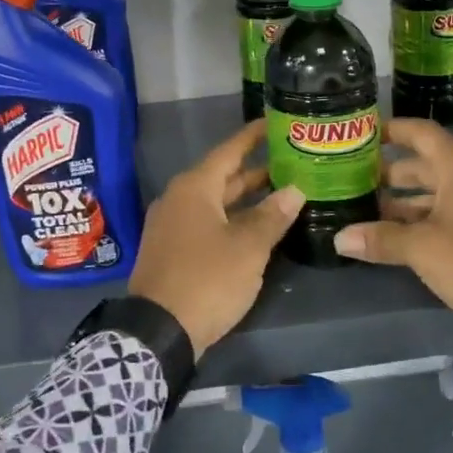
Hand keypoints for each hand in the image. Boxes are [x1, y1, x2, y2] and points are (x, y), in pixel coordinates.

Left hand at [129, 121, 305, 357]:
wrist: (158, 330)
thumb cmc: (207, 279)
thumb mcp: (247, 247)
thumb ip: (272, 216)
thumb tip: (295, 190)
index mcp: (195, 188)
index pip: (229, 150)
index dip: (253, 136)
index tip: (276, 122)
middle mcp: (179, 198)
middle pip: (222, 176)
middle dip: (255, 169)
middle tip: (291, 161)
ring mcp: (172, 224)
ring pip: (215, 201)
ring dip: (246, 197)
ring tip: (282, 192)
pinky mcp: (171, 249)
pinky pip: (206, 221)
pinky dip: (231, 218)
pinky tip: (255, 227)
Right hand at [333, 118, 452, 352]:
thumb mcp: (423, 249)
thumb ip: (381, 239)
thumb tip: (339, 239)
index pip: (421, 133)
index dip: (392, 130)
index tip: (363, 134)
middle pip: (427, 163)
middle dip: (392, 172)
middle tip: (356, 180)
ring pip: (440, 191)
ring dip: (407, 200)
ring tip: (370, 210)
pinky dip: (427, 217)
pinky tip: (403, 236)